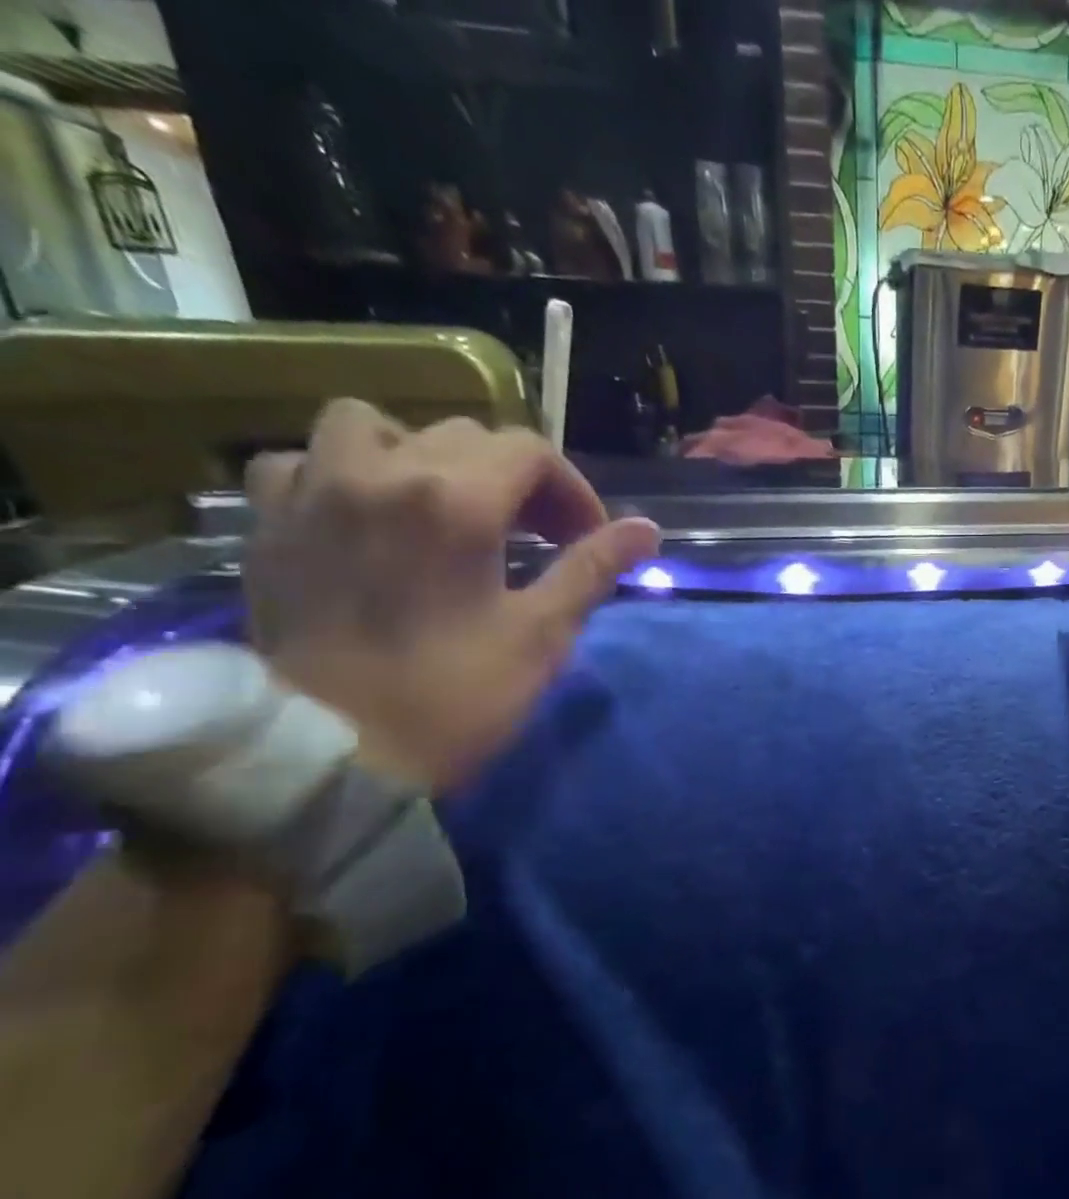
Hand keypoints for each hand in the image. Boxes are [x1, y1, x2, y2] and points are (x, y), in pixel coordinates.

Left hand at [244, 401, 661, 791]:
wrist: (341, 752)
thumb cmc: (458, 695)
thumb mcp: (543, 634)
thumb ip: (593, 568)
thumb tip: (648, 530)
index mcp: (454, 500)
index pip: (528, 452)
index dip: (572, 490)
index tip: (586, 539)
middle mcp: (378, 472)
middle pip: (464, 436)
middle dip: (515, 479)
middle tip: (537, 536)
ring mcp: (312, 491)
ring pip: (372, 425)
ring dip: (422, 455)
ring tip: (443, 507)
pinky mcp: (268, 523)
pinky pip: (302, 461)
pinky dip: (343, 473)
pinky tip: (365, 515)